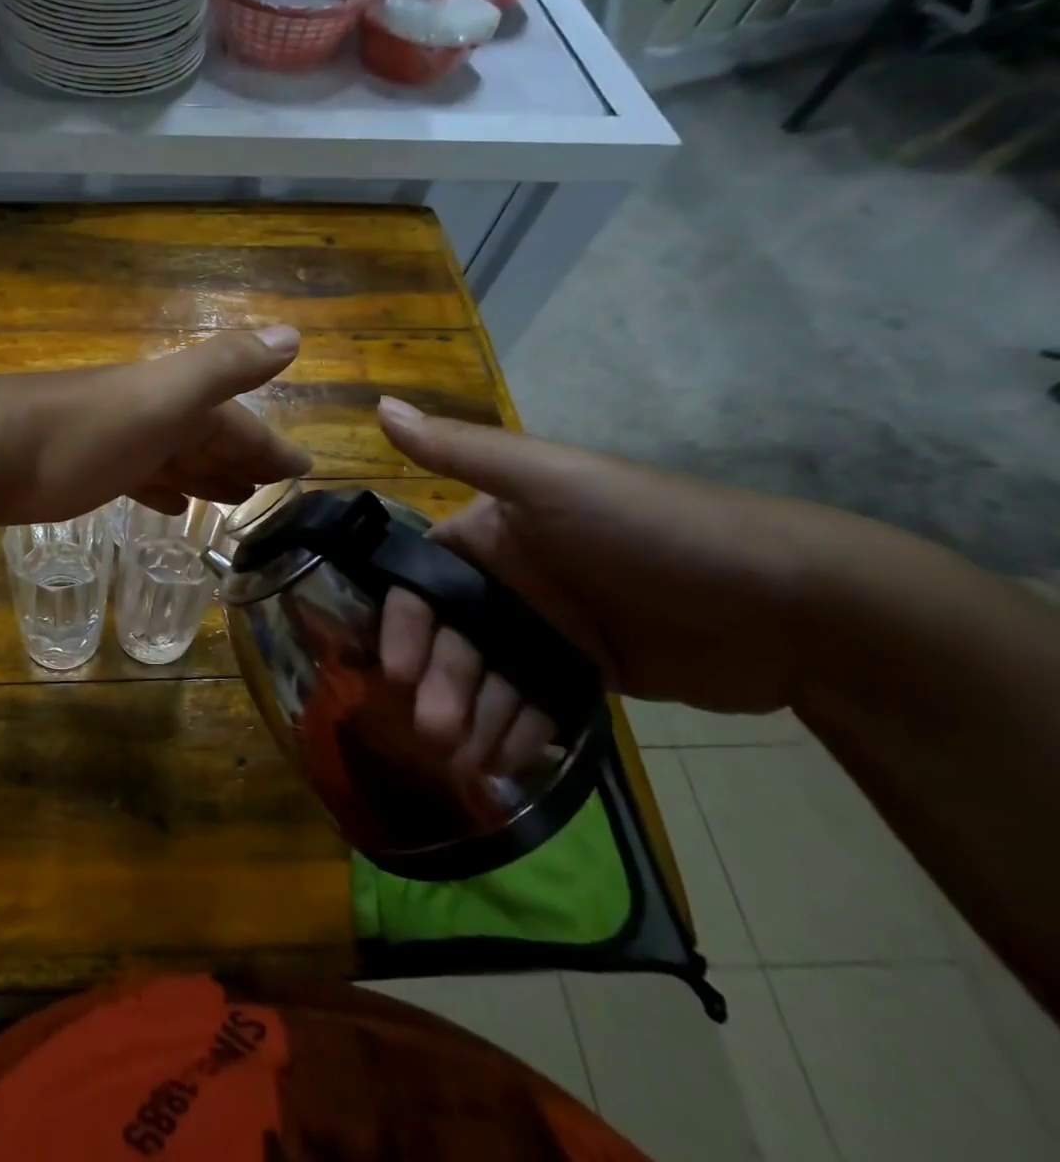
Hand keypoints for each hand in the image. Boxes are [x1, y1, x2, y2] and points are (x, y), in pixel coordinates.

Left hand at [0, 326, 311, 527]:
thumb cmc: (84, 432)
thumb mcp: (163, 396)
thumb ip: (223, 366)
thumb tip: (293, 334)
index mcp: (173, 401)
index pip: (237, 422)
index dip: (270, 446)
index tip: (303, 471)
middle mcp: (148, 416)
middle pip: (206, 438)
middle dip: (242, 460)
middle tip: (272, 489)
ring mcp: (115, 442)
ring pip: (173, 457)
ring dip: (205, 474)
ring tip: (233, 499)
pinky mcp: (84, 470)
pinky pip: (138, 477)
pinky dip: (160, 488)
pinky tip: (170, 505)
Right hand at [374, 397, 876, 777]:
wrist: (790, 606)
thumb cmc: (649, 529)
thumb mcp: (548, 479)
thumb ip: (460, 450)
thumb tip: (379, 405)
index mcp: (491, 532)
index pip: (423, 581)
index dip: (403, 624)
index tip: (395, 669)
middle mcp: (509, 579)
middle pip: (450, 637)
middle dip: (438, 682)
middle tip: (435, 732)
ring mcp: (547, 629)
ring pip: (486, 678)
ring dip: (469, 715)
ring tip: (466, 758)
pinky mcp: (583, 672)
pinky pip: (531, 704)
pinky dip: (511, 732)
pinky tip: (501, 763)